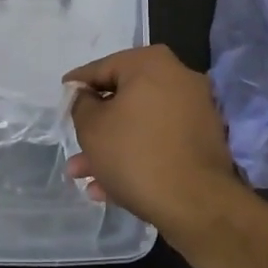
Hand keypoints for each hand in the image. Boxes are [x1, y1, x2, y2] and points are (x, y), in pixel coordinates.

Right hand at [64, 45, 242, 236]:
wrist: (196, 204)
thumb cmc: (135, 154)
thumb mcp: (92, 127)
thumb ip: (81, 104)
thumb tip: (87, 97)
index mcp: (151, 63)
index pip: (102, 68)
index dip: (78, 85)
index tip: (63, 96)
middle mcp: (178, 78)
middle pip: (124, 99)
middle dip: (95, 126)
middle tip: (74, 145)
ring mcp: (195, 110)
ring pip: (141, 124)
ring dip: (112, 147)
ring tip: (84, 176)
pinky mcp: (204, 141)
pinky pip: (160, 141)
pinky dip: (137, 156)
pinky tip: (109, 188)